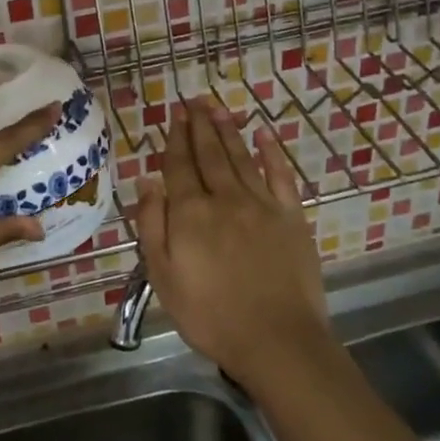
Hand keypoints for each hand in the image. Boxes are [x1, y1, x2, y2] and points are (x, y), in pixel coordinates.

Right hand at [134, 96, 329, 390]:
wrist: (276, 340)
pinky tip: (263, 134)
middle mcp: (224, 198)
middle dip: (200, 125)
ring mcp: (261, 205)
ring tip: (218, 108)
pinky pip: (280, 176)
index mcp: (190, 213)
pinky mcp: (291, 217)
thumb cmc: (209, 314)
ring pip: (240, 157)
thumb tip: (148, 181)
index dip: (175, 137)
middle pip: (209, 154)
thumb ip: (152, 225)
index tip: (175, 113)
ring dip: (228, 130)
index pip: (179, 165)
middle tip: (194, 100)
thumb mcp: (162, 276)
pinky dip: (272, 152)